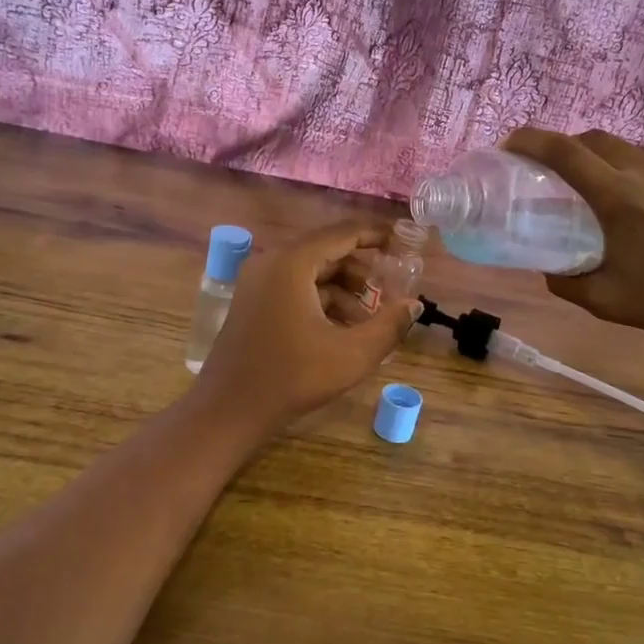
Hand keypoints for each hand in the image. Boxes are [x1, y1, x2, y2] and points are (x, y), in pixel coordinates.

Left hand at [191, 222, 420, 439]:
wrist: (228, 410)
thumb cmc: (292, 378)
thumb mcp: (352, 354)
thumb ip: (389, 325)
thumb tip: (414, 304)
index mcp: (292, 263)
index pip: (342, 233)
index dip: (376, 235)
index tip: (403, 242)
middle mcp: (271, 262)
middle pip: (326, 250)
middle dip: (362, 268)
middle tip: (392, 286)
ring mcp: (257, 281)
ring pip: (311, 271)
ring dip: (344, 288)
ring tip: (373, 315)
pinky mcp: (252, 301)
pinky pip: (294, 287)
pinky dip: (321, 299)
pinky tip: (344, 327)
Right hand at [501, 128, 643, 355]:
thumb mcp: (601, 299)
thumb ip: (563, 278)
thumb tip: (545, 263)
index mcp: (617, 197)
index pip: (562, 151)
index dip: (530, 141)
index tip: (512, 145)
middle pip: (595, 139)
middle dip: (568, 147)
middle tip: (557, 171)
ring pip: (632, 150)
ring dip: (609, 162)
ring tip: (608, 190)